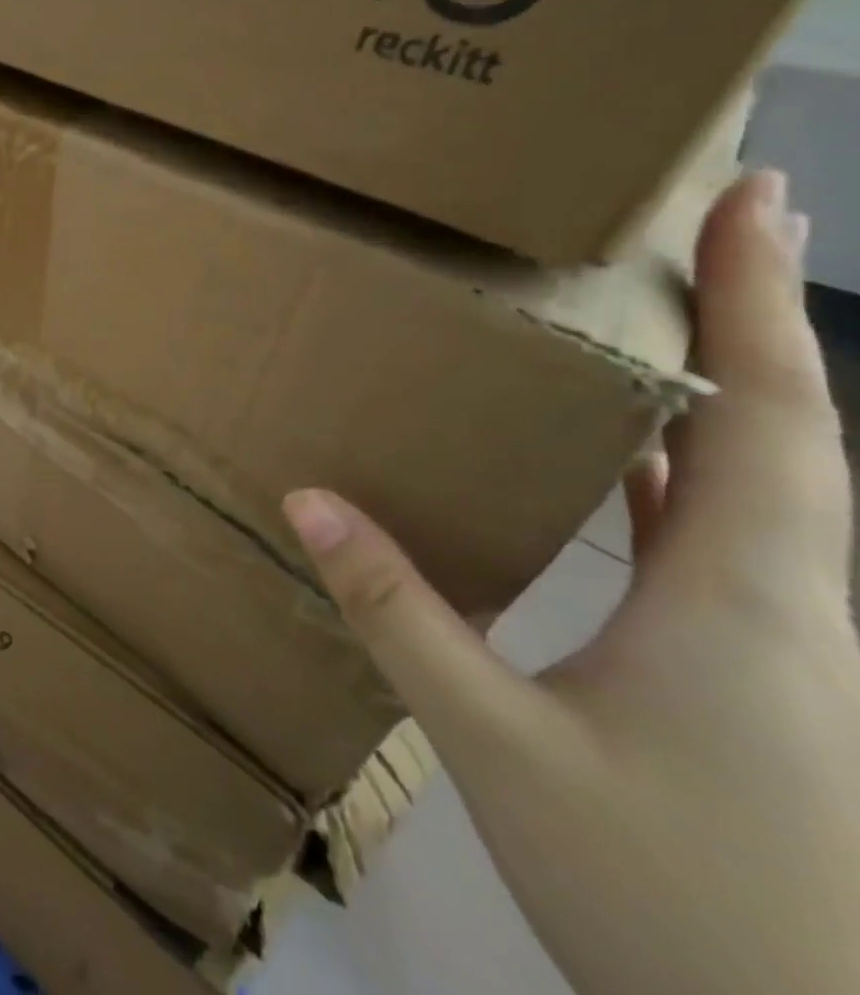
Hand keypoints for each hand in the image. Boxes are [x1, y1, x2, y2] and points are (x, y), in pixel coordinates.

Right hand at [284, 171, 859, 994]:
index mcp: (751, 596)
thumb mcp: (503, 745)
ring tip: (656, 321)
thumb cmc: (680, 900)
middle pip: (787, 430)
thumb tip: (306, 502)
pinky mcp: (760, 674)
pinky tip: (624, 459)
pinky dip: (684, 470)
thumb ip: (401, 615)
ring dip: (722, 390)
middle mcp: (792, 601)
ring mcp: (784, 642)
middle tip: (703, 232)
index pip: (770, 413)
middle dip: (751, 318)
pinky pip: (726, 534)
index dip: (759, 297)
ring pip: (763, 481)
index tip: (755, 198)